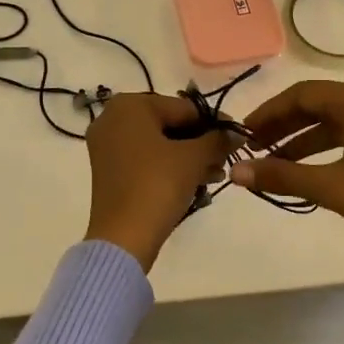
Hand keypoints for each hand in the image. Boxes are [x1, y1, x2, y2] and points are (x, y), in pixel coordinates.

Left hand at [83, 93, 232, 271]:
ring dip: (189, 156)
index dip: (214, 122)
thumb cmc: (157, 184)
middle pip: (170, 124)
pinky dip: (169, 166)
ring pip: (159, 143)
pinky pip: (145, 158)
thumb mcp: (194, 158)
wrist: (123, 237)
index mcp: (130, 105)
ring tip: (216, 174)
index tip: (236, 136)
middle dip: (201, 142)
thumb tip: (235, 134)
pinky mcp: (108, 170)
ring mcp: (107, 145)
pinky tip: (196, 181)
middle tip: (226, 158)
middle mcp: (112, 118)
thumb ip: (217, 140)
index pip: (183, 107)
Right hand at [230, 80, 343, 268]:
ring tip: (274, 161)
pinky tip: (308, 168)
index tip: (244, 134)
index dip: (269, 113)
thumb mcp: (330, 187)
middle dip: (284, 125)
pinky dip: (327, 146)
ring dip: (303, 138)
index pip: (302, 94)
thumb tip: (235, 172)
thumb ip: (281, 174)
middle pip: (319, 103)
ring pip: (336, 120)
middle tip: (254, 148)